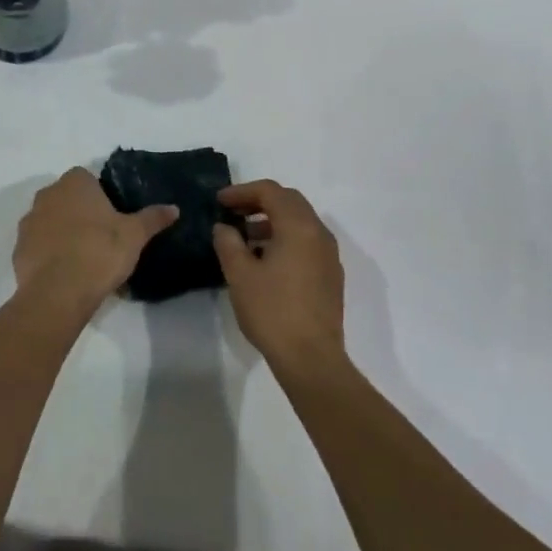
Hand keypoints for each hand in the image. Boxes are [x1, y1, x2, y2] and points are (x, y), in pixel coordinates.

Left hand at [13, 168, 177, 317]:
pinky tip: (65, 272)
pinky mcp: (18, 248)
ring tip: (83, 257)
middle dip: (80, 212)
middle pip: (67, 198)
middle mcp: (47, 194)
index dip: (100, 195)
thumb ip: (153, 218)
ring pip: (50, 220)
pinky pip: (38, 244)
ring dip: (62, 232)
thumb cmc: (99, 252)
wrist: (58, 292)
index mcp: (75, 183)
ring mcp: (29, 221)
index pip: (87, 178)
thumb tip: (174, 208)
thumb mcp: (135, 235)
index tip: (112, 217)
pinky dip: (49, 253)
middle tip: (101, 237)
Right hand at [212, 180, 344, 369]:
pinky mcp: (331, 275)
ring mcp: (329, 255)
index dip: (242, 191)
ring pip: (300, 222)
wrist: (311, 359)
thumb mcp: (240, 274)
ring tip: (244, 237)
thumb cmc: (273, 311)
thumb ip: (228, 242)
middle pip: (289, 201)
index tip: (220, 201)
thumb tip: (224, 227)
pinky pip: (307, 242)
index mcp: (299, 227)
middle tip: (232, 212)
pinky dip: (285, 238)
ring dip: (272, 221)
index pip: (271, 192)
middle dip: (259, 201)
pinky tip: (265, 260)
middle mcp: (319, 233)